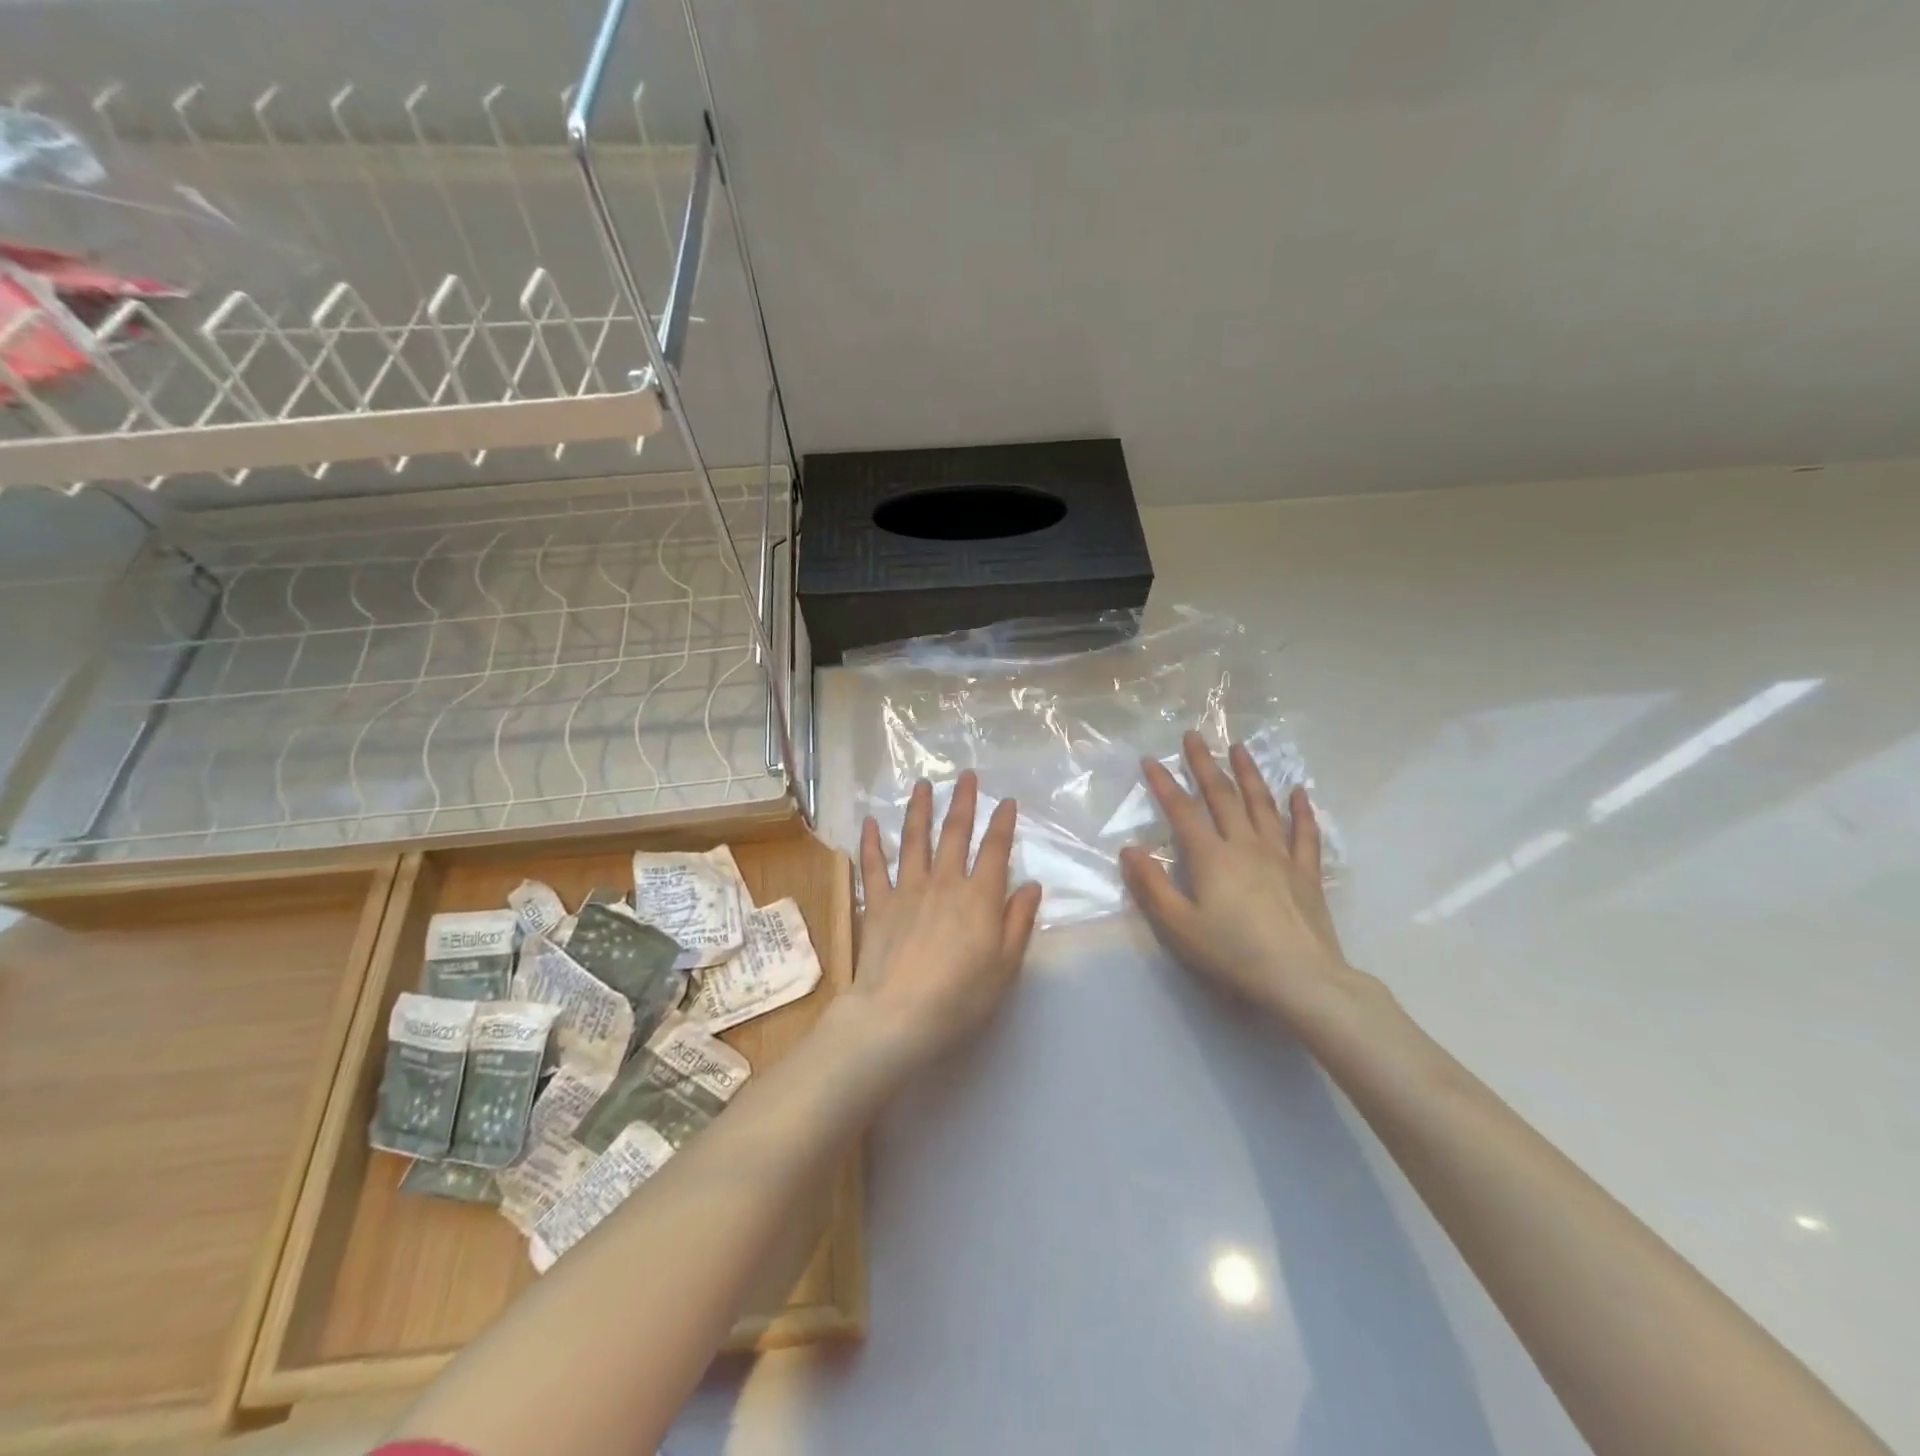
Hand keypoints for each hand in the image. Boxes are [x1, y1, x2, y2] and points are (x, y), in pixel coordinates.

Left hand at [842, 771, 1042, 1073]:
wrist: (897, 1016)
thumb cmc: (960, 998)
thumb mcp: (1005, 966)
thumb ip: (1019, 922)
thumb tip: (1031, 885)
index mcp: (979, 897)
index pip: (994, 850)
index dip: (1002, 823)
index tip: (1006, 801)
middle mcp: (944, 883)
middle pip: (955, 833)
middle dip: (963, 802)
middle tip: (967, 776)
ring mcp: (907, 889)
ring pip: (914, 839)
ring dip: (919, 809)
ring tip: (923, 785)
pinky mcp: (877, 903)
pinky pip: (873, 866)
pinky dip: (871, 842)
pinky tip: (871, 822)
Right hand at [1120, 731, 1362, 1022]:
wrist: (1302, 979)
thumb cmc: (1233, 954)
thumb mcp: (1179, 926)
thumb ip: (1152, 886)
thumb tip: (1129, 849)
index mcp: (1211, 857)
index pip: (1182, 811)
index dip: (1164, 784)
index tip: (1150, 760)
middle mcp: (1245, 845)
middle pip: (1222, 796)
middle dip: (1204, 764)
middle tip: (1194, 736)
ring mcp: (1280, 856)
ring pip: (1262, 804)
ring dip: (1249, 773)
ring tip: (1239, 747)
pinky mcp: (1306, 872)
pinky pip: (1304, 833)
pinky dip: (1300, 810)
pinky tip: (1298, 791)